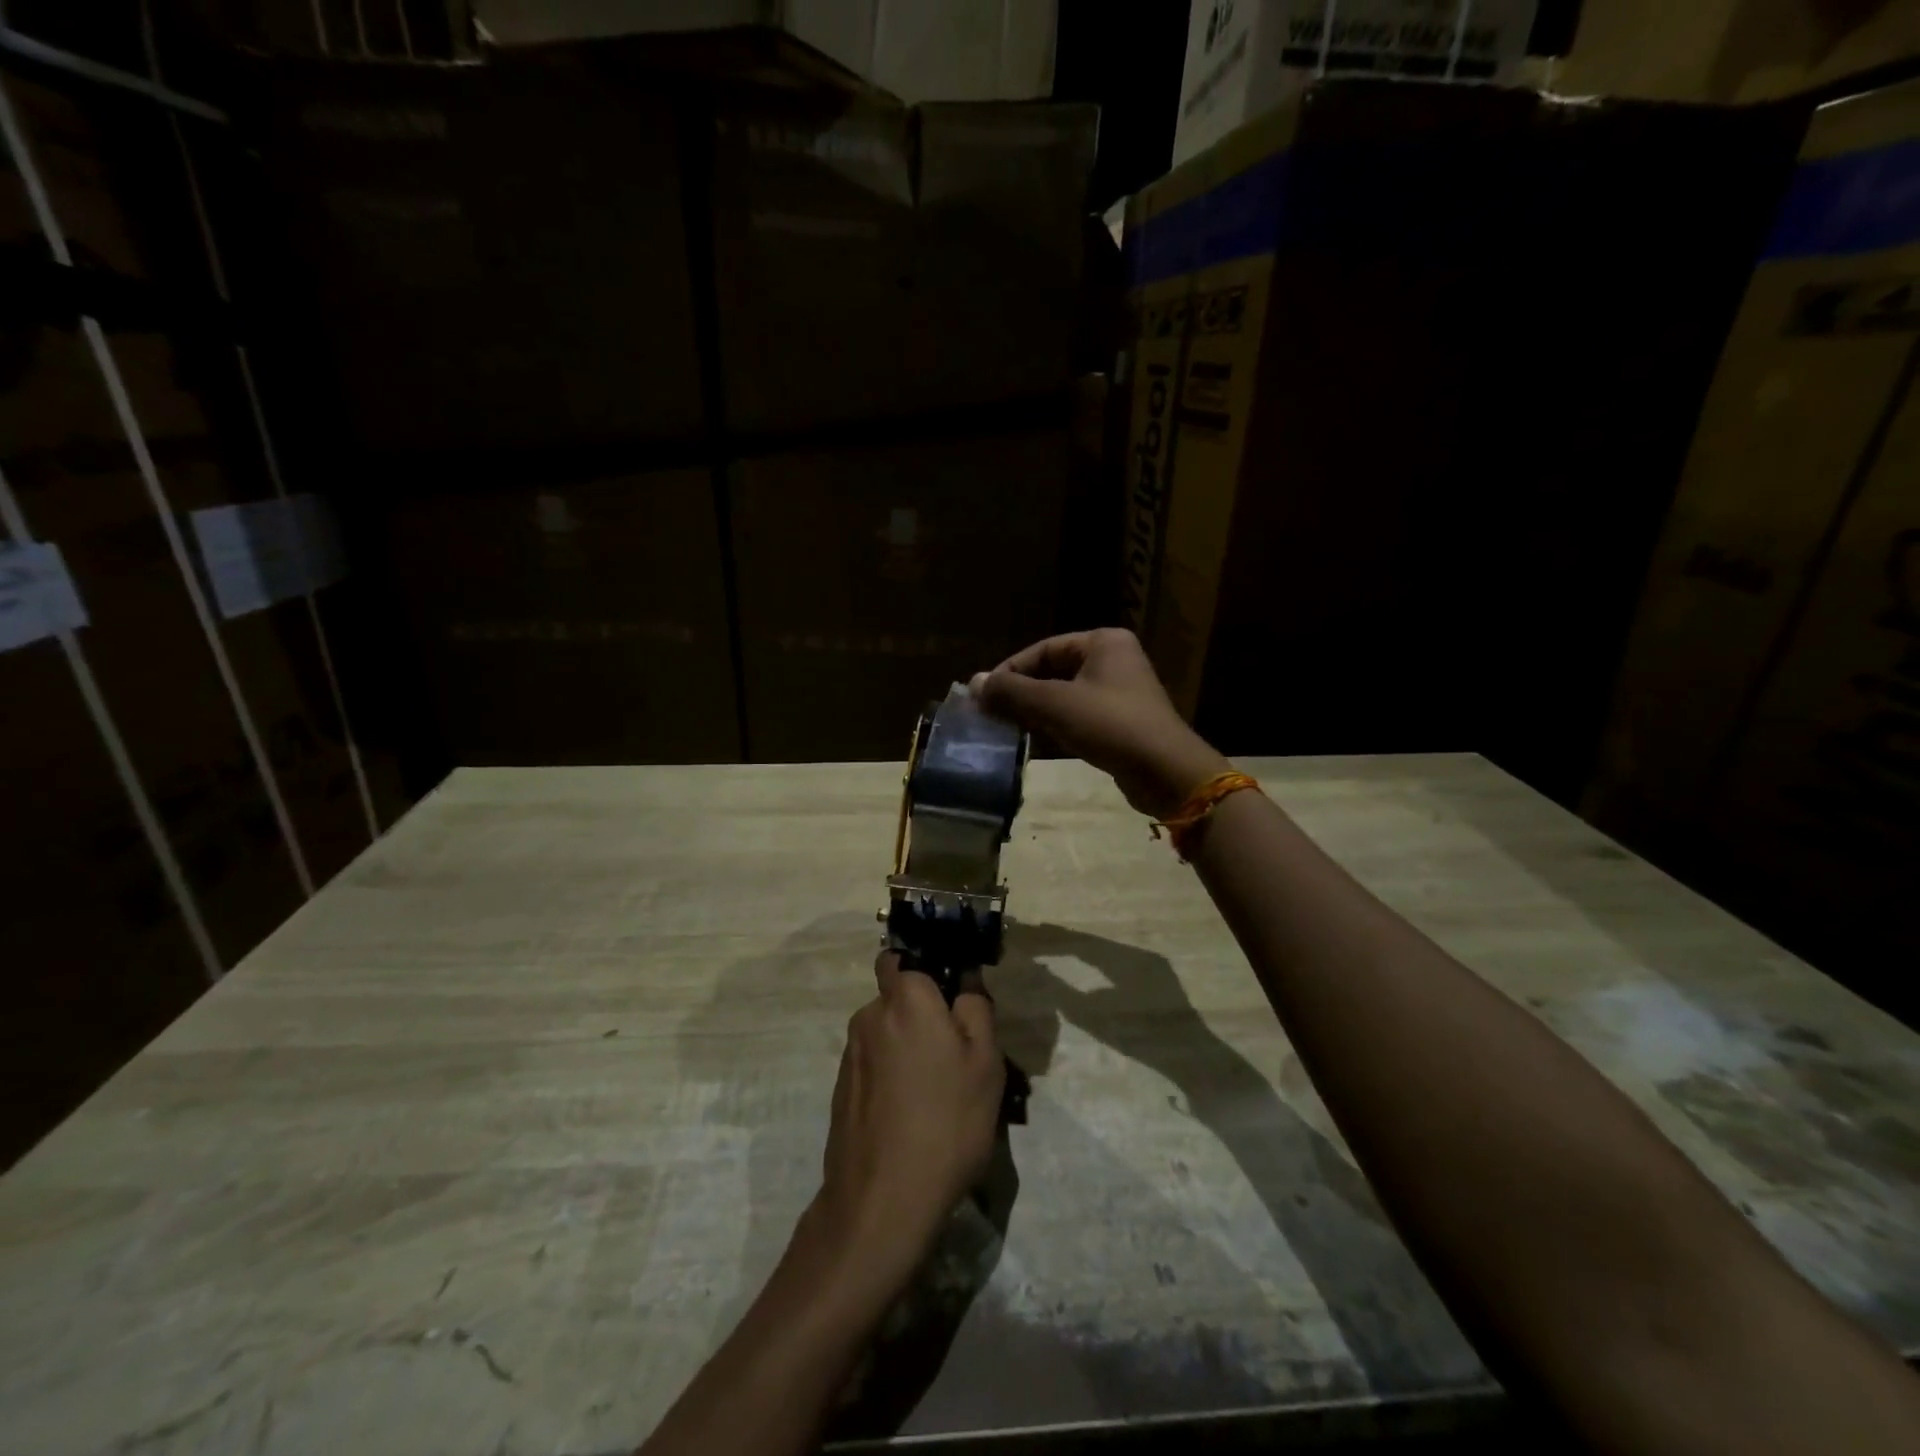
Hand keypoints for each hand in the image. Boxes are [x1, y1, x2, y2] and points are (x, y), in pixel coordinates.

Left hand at [818, 953, 1004, 1278]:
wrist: (882, 1201)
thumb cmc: (946, 1121)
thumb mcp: (985, 1062)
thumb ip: (976, 1008)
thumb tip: (965, 980)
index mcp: (905, 999)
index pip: (903, 956)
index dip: (927, 967)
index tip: (953, 993)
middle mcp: (870, 1016)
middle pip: (898, 997)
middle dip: (923, 1012)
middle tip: (957, 1052)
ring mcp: (851, 1055)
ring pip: (887, 1033)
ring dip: (909, 1047)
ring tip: (940, 1092)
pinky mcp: (842, 1089)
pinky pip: (875, 1064)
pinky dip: (893, 1076)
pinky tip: (914, 1114)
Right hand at [971, 629, 1228, 815]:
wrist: (1166, 772)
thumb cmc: (1110, 725)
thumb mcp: (1055, 704)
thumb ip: (1012, 692)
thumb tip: (973, 683)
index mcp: (1103, 642)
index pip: (1043, 649)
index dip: (1011, 671)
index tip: (984, 695)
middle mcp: (1113, 660)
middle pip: (1053, 671)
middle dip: (1022, 692)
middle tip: (991, 714)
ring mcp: (1119, 692)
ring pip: (1064, 695)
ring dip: (1036, 711)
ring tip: (1006, 728)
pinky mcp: (1121, 722)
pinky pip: (1078, 715)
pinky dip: (1056, 725)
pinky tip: (1035, 741)